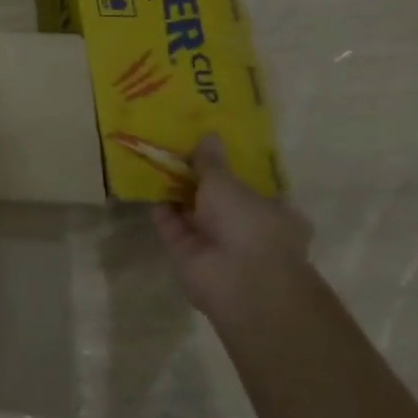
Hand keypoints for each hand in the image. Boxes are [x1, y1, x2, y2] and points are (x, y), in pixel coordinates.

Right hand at [150, 134, 312, 324]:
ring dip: (174, 193)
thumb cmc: (248, 224)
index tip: (207, 152)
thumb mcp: (228, 183)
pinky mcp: (188, 255)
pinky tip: (144, 186)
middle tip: (173, 152)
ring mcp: (216, 244)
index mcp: (273, 213)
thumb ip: (212, 162)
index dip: (229, 171)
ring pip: (191, 213)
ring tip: (152, 162)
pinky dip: (159, 210)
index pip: (251, 189)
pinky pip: (171, 227)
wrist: (239, 282)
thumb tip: (209, 135)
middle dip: (196, 180)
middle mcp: (246, 229)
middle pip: (217, 200)